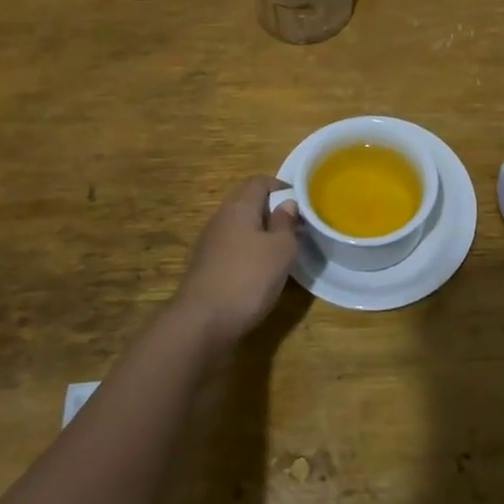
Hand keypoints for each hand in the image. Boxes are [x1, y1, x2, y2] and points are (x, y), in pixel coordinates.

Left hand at [173, 175, 301, 349]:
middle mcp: (221, 219)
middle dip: (273, 212)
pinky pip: (233, 249)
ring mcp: (210, 244)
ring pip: (240, 228)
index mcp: (238, 207)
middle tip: (296, 228)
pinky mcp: (207, 267)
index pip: (259, 182)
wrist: (202, 322)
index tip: (301, 202)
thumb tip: (286, 204)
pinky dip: (249, 253)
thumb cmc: (248, 278)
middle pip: (248, 204)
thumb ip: (286, 224)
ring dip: (261, 235)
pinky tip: (261, 273)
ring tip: (283, 252)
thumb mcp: (280, 250)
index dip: (281, 186)